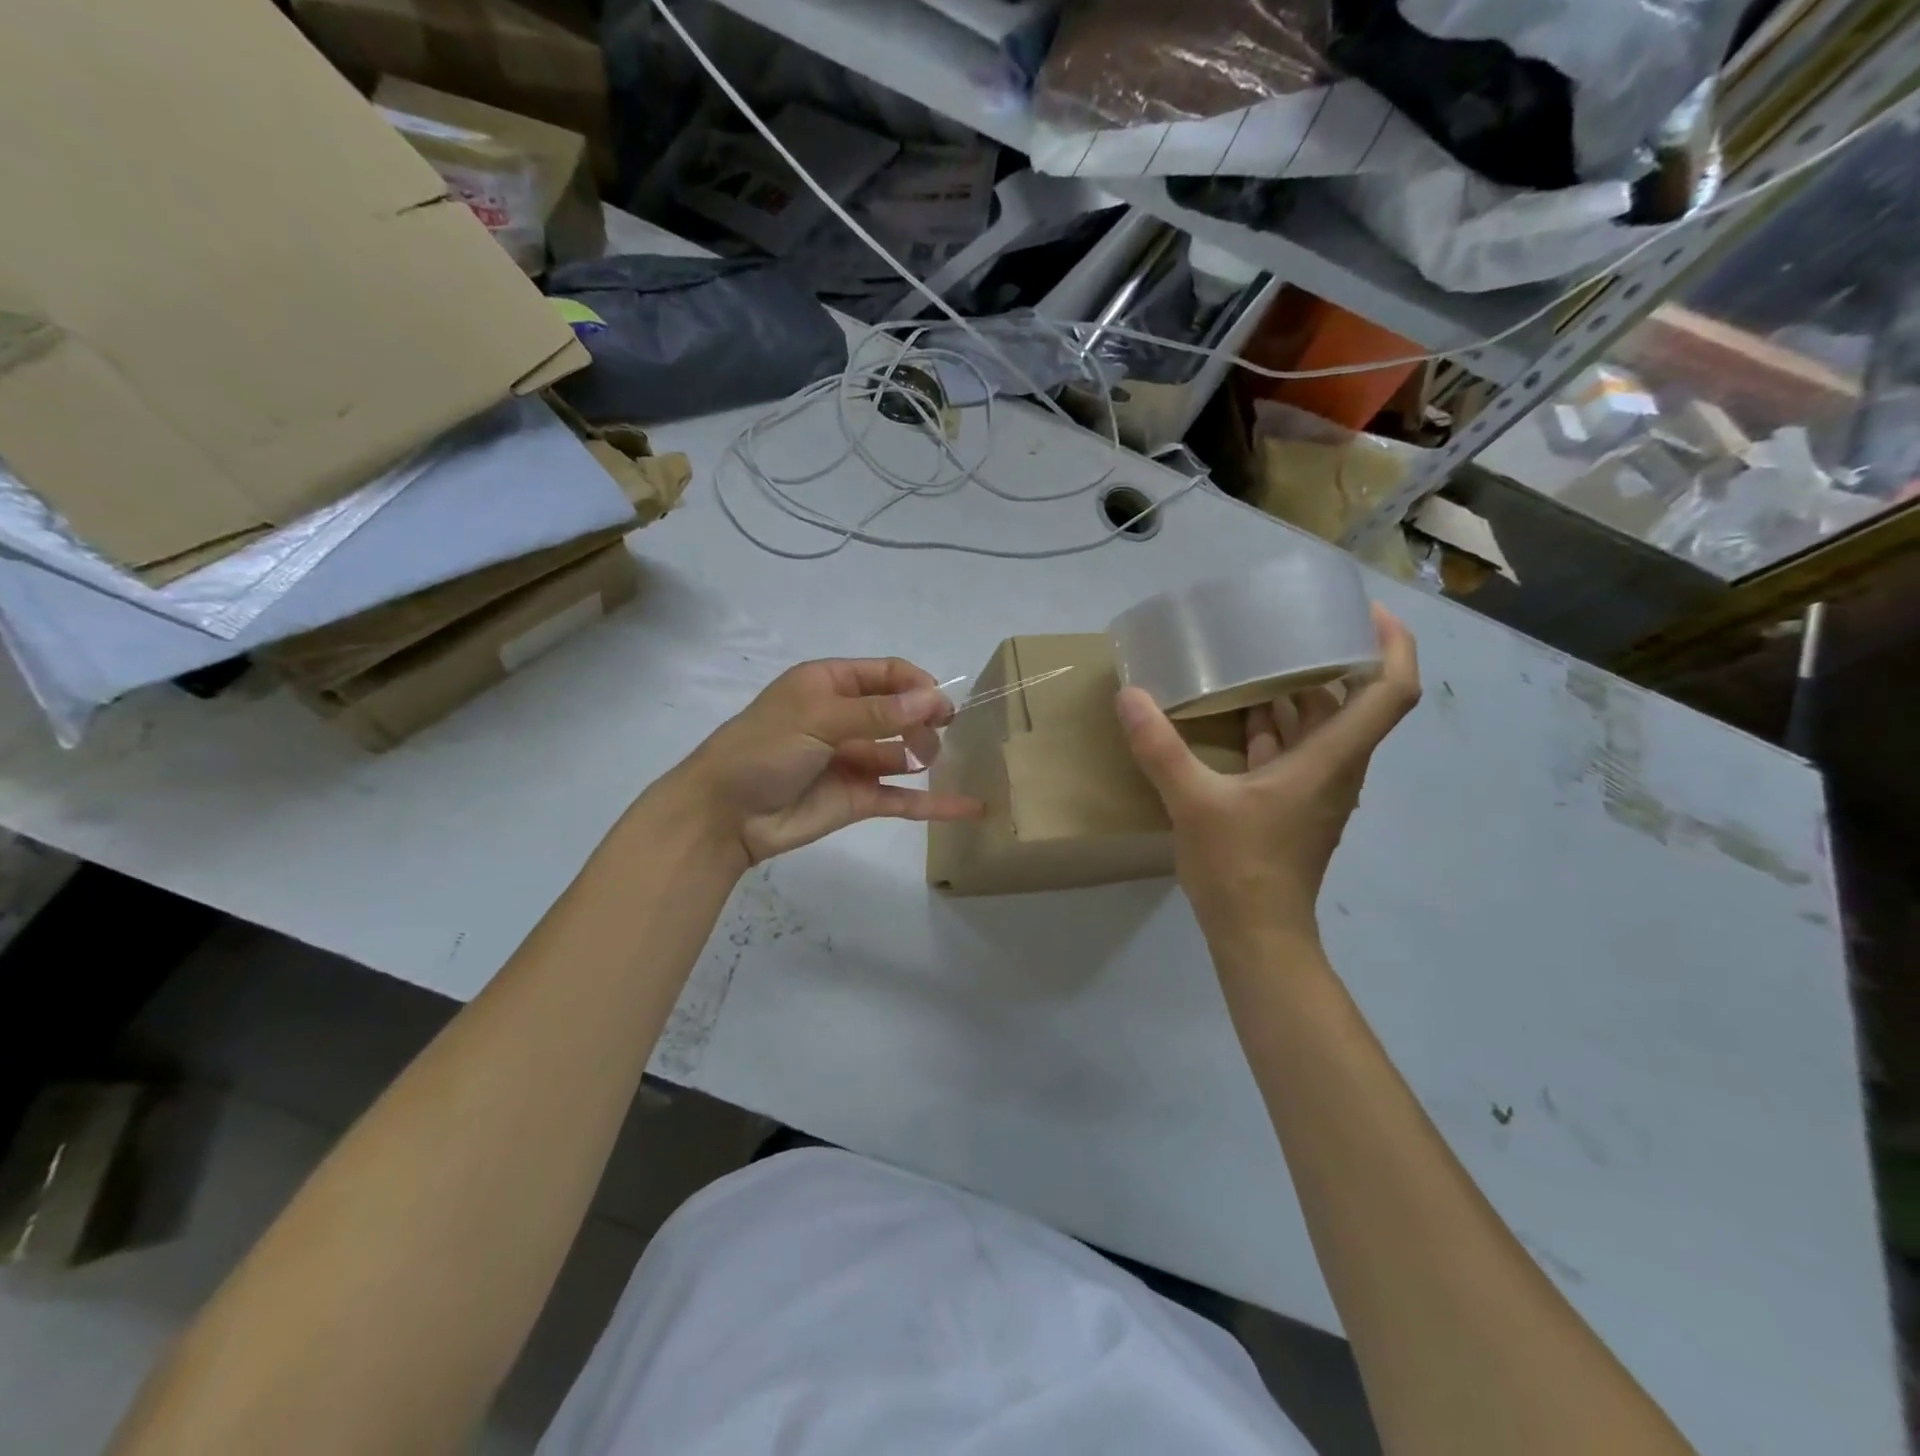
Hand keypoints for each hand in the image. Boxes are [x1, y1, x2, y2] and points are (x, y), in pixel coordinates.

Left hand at [670, 657, 983, 871]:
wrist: (724, 814)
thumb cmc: (764, 750)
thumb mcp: (817, 719)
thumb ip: (877, 713)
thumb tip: (933, 700)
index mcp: (830, 685)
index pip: (887, 674)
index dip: (917, 685)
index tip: (942, 705)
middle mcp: (846, 718)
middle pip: (901, 711)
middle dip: (925, 718)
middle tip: (940, 734)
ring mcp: (854, 760)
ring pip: (905, 752)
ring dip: (927, 753)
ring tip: (935, 760)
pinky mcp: (860, 799)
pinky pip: (904, 798)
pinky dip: (935, 803)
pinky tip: (970, 805)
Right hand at [1116, 604, 1420, 944]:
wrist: (1257, 934)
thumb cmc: (1241, 866)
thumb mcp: (1193, 802)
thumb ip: (1160, 748)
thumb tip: (1130, 697)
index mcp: (1331, 759)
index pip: (1390, 692)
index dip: (1391, 645)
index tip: (1364, 612)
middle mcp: (1335, 768)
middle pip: (1353, 702)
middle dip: (1331, 659)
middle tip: (1292, 626)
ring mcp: (1316, 789)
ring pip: (1320, 728)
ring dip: (1298, 693)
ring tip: (1260, 659)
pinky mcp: (1294, 806)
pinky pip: (1294, 751)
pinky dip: (1274, 728)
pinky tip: (1236, 715)